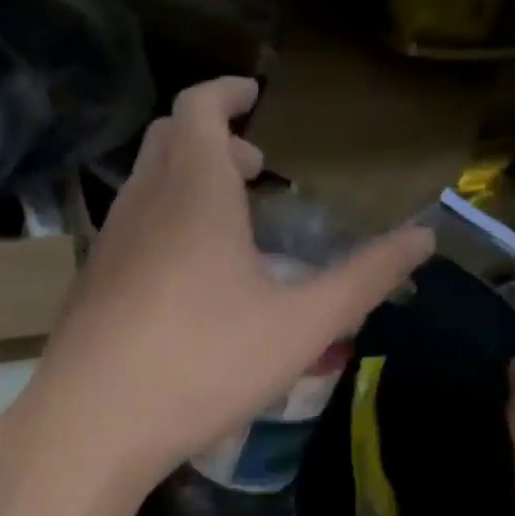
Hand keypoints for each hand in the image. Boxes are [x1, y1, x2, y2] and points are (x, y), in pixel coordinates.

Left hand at [12, 77, 432, 493]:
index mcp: (193, 191)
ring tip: (229, 229)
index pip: (198, 106)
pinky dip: (164, 228)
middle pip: (169, 140)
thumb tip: (424, 237)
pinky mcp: (90, 286)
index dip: (227, 92)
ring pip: (146, 188)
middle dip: (212, 140)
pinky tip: (187, 284)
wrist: (92, 424)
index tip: (255, 96)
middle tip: (253, 170)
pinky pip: (131, 233)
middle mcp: (142, 204)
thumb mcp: (300, 327)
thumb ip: (364, 280)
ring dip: (187, 187)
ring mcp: (107, 245)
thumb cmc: (204, 364)